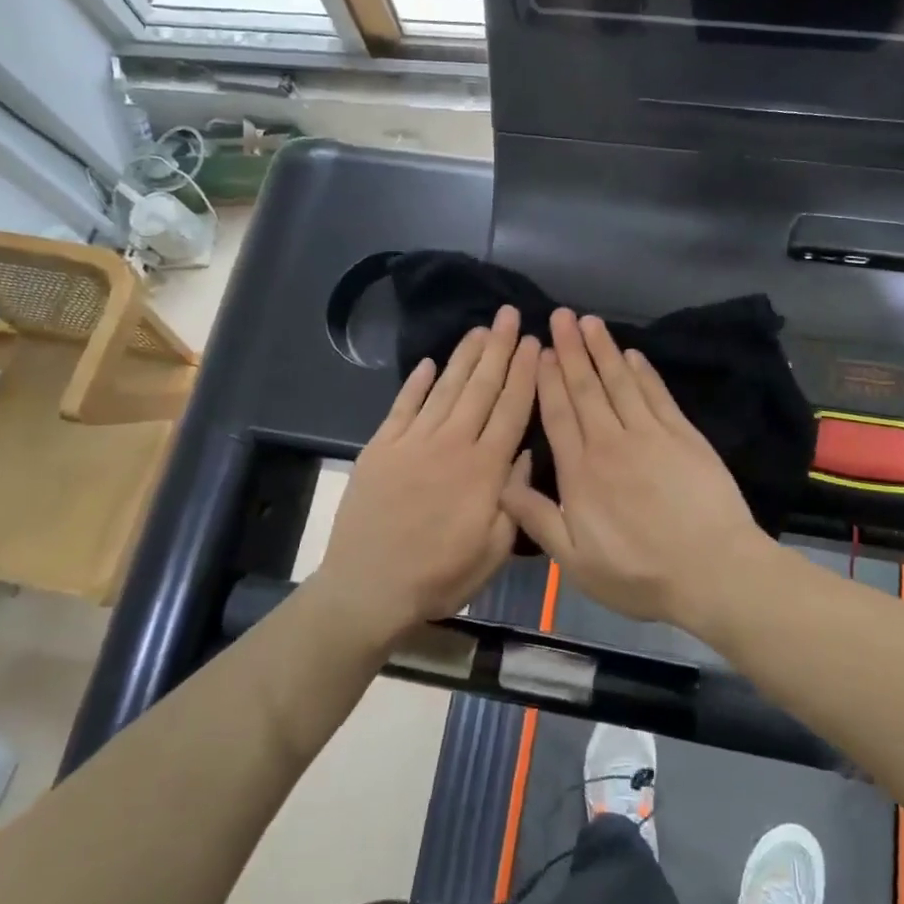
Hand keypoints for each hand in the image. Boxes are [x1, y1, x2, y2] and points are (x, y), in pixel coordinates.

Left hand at [317, 306, 539, 643]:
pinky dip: (416, 382)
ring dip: (465, 356)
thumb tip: (523, 453)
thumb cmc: (440, 576)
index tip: (535, 343)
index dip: (525, 373)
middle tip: (510, 315)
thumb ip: (513, 498)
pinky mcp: (381, 446)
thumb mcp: (493, 549)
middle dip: (499, 348)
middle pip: (481, 386)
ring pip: (445, 388)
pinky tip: (428, 362)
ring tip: (481, 328)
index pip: (511, 409)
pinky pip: (403, 405)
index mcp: (484, 469)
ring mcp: (413, 441)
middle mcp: (452, 443)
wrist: (368, 588)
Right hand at [500, 310, 767, 625]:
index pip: (558, 414)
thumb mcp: (574, 561)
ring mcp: (650, 434)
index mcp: (580, 472)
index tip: (541, 351)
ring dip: (603, 350)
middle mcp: (611, 443)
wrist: (712, 571)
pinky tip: (632, 354)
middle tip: (561, 315)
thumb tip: (503, 481)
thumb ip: (537, 519)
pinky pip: (657, 394)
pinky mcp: (683, 435)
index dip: (548, 379)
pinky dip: (643, 372)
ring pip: (620, 382)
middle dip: (571, 350)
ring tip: (590, 321)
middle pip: (586, 388)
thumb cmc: (639, 574)